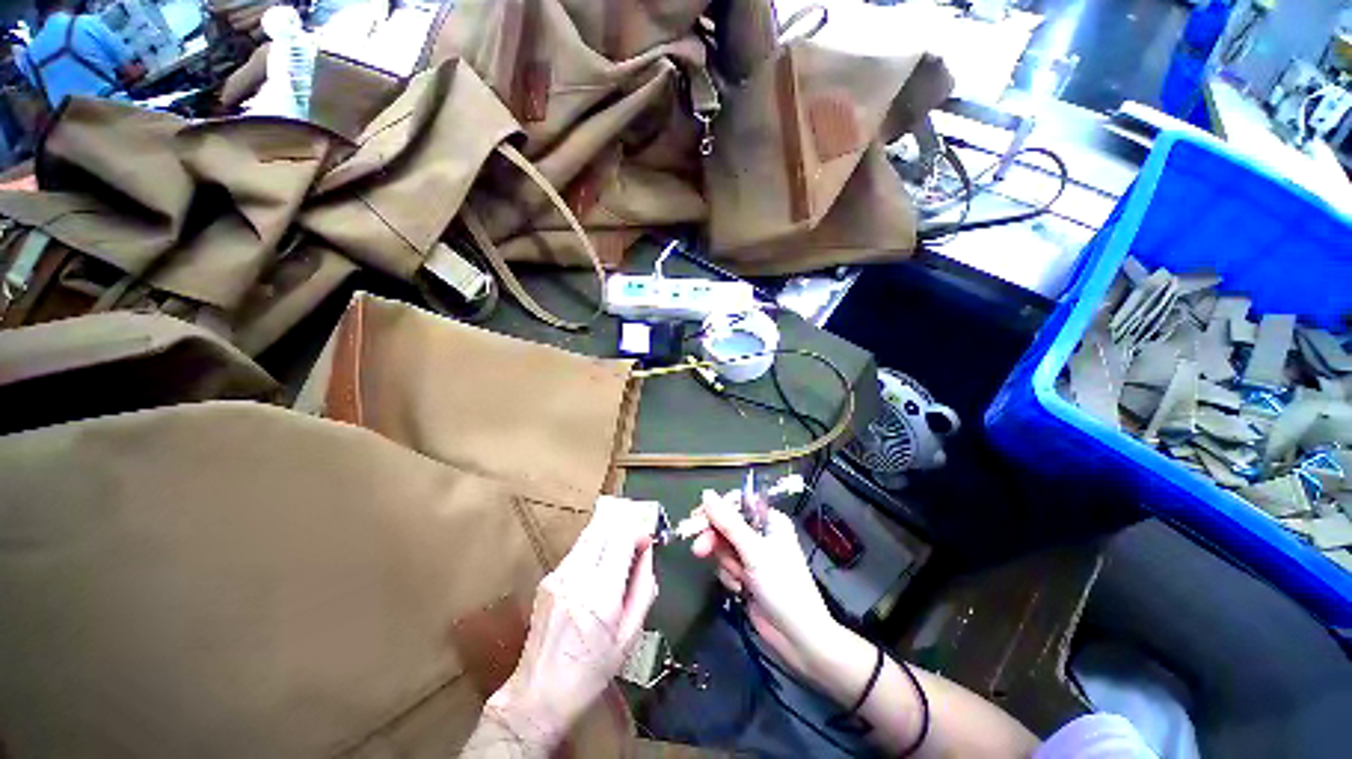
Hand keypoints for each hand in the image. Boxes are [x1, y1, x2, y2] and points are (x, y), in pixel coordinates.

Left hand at [479, 496, 659, 752]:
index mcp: (601, 596)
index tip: (647, 538)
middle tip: (636, 533)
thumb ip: (643, 589)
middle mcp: (577, 578)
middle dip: (623, 524)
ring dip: (608, 532)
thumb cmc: (592, 671)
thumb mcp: (630, 637)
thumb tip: (648, 553)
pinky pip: (576, 551)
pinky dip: (593, 547)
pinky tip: (599, 564)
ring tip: (621, 545)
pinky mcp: (547, 579)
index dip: (637, 530)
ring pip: (588, 535)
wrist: (539, 695)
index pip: (621, 539)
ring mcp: (558, 576)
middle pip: (602, 528)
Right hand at [689, 489, 841, 680]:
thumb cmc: (782, 586)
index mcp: (769, 520)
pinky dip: (730, 577)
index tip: (697, 517)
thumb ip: (728, 522)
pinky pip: (726, 566)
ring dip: (727, 564)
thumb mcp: (753, 551)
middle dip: (714, 540)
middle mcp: (761, 533)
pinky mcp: (747, 575)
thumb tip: (706, 494)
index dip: (716, 509)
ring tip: (740, 580)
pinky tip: (741, 590)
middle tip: (699, 550)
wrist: (797, 637)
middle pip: (726, 525)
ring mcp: (753, 555)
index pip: (737, 503)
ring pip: (723, 547)